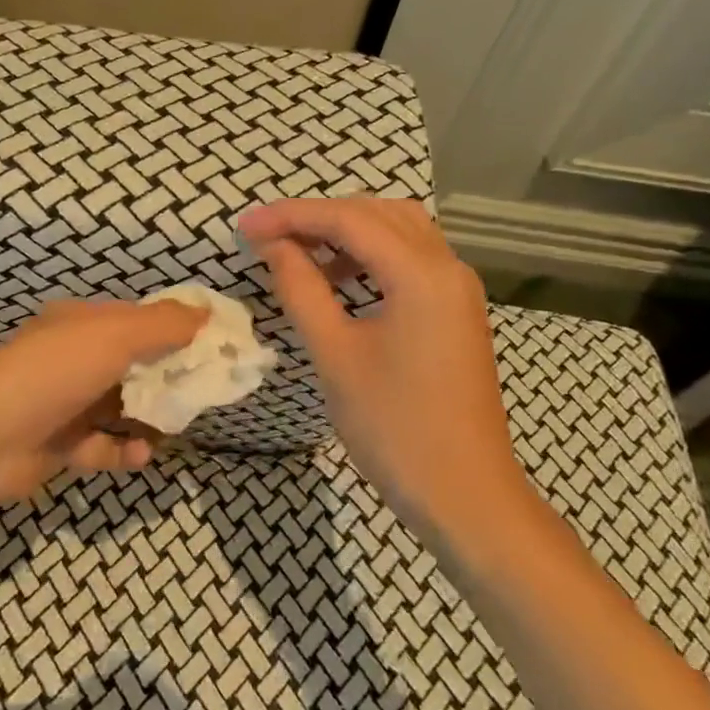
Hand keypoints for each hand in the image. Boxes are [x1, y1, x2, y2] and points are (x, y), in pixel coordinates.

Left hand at [0, 298, 207, 543]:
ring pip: (119, 405)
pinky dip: (123, 449)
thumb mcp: (113, 336)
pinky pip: (101, 445)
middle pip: (132, 363)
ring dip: (148, 414)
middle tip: (207, 388)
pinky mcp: (59, 446)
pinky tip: (140, 454)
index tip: (216, 342)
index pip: (138, 319)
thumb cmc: (52, 374)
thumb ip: (162, 325)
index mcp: (80, 323)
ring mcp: (63, 403)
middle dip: (168, 375)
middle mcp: (71, 359)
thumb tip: (205, 313)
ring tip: (178, 423)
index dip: (176, 327)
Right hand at [236, 197, 527, 534]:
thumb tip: (273, 245)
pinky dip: (372, 254)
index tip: (244, 227)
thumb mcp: (335, 354)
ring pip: (398, 230)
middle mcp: (447, 266)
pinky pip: (411, 258)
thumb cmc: (394, 427)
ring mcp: (457, 288)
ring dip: (347, 231)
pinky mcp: (456, 310)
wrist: (465, 496)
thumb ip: (301, 289)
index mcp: (421, 273)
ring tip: (301, 252)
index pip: (348, 219)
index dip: (291, 216)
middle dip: (318, 217)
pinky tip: (341, 279)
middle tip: (268, 237)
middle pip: (376, 213)